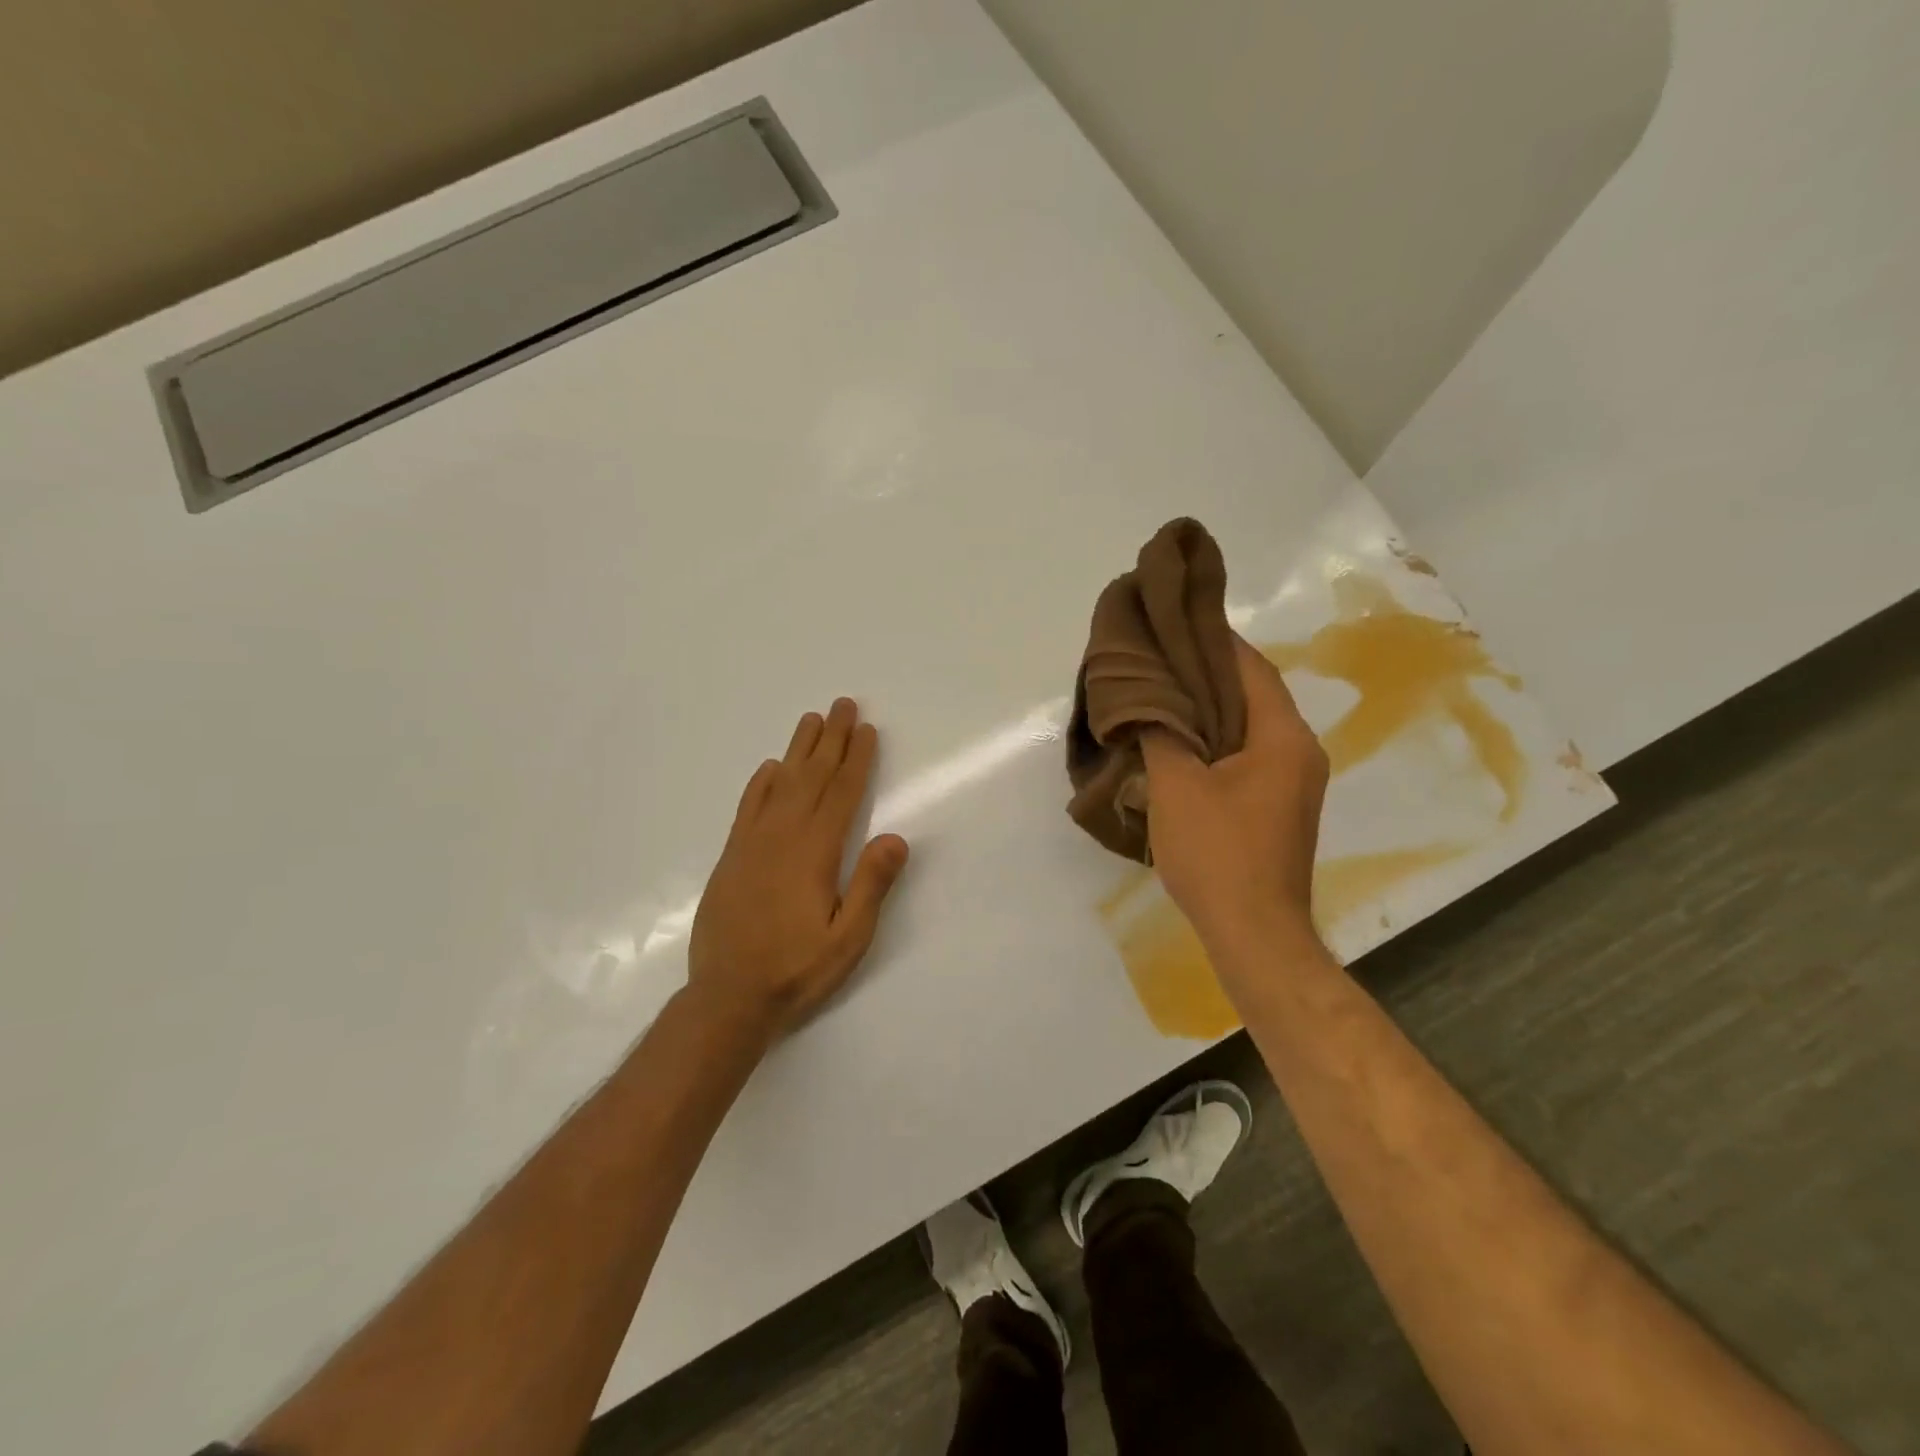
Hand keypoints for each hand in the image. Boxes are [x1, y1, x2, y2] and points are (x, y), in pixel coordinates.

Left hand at [686, 698, 909, 1042]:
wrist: (727, 997)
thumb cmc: (797, 969)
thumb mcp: (848, 939)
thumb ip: (871, 885)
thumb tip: (896, 837)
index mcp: (816, 852)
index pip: (843, 794)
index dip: (857, 759)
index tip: (867, 730)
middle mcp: (784, 837)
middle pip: (813, 777)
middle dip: (832, 739)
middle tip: (843, 705)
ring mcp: (753, 844)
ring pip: (781, 784)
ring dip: (799, 750)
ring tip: (812, 719)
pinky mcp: (732, 857)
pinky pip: (748, 807)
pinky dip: (761, 782)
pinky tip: (770, 767)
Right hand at [1141, 637, 1328, 957]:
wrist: (1254, 933)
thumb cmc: (1217, 853)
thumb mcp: (1176, 786)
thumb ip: (1161, 732)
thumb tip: (1146, 698)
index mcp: (1282, 736)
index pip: (1248, 667)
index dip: (1211, 640)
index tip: (1172, 621)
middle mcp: (1298, 750)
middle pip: (1250, 693)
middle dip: (1204, 672)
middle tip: (1157, 656)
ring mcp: (1292, 781)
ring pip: (1246, 726)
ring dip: (1207, 707)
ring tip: (1160, 691)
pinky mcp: (1278, 806)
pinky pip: (1245, 754)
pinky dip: (1213, 739)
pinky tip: (1177, 739)